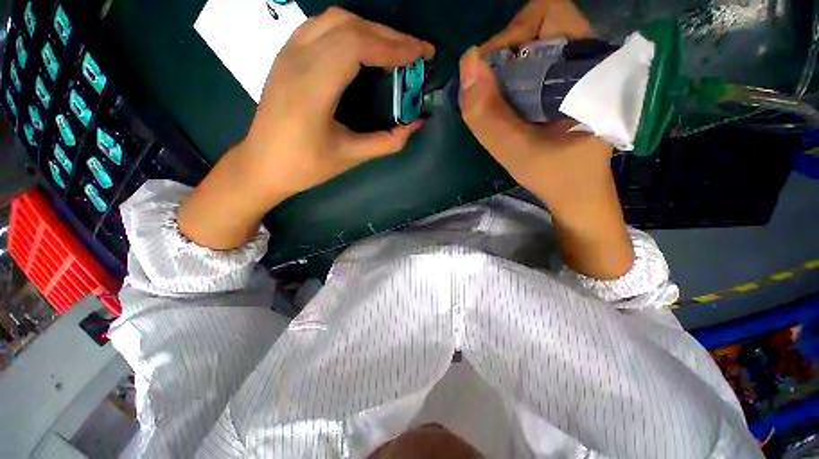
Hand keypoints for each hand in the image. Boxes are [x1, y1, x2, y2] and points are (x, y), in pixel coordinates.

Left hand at [241, 7, 434, 200]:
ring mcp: (287, 53)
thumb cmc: (306, 166)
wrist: (262, 164)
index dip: (394, 45)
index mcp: (311, 89)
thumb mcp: (351, 157)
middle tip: (417, 51)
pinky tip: (364, 47)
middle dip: (389, 35)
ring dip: (371, 29)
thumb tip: (417, 123)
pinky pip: (322, 26)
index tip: (422, 53)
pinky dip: (351, 30)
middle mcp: (296, 60)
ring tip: (395, 48)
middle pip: (349, 26)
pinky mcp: (285, 55)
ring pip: (335, 20)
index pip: (356, 46)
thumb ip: (388, 141)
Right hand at [460, 0, 633, 278]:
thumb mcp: (515, 152)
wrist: (577, 193)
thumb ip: (488, 115)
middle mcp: (592, 59)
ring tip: (497, 102)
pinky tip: (508, 105)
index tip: (488, 74)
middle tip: (489, 92)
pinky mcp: (572, 83)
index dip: (511, 36)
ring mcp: (582, 70)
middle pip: (540, 25)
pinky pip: (537, 63)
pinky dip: (514, 78)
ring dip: (507, 68)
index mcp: (591, 69)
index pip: (549, 13)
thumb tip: (466, 64)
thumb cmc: (554, 177)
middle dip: (505, 54)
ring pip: (537, 44)